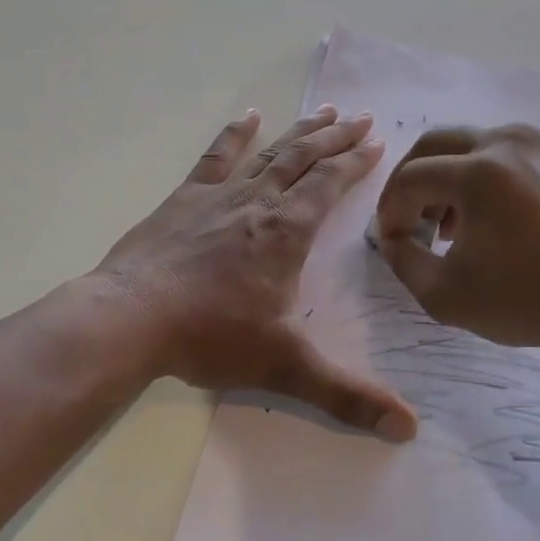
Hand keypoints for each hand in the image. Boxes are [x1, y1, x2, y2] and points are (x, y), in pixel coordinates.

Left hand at [99, 107, 417, 440]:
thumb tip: (409, 428)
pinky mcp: (184, 199)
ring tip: (325, 111)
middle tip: (362, 117)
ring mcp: (218, 196)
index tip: (378, 143)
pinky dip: (235, 135)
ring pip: (269, 153)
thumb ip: (347, 397)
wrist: (130, 318)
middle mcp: (259, 203)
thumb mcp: (285, 367)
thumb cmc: (210, 336)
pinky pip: (216, 158)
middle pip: (305, 159)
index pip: (330, 185)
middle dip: (337, 138)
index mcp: (287, 232)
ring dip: (299, 132)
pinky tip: (248, 117)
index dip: (356, 164)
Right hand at [373, 125, 539, 354]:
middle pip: (433, 146)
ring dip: (441, 178)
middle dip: (409, 183)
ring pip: (465, 146)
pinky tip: (475, 220)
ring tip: (440, 226)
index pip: (410, 178)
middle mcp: (505, 143)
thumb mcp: (444, 293)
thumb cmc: (526, 300)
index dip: (389, 210)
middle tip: (404, 221)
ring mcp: (534, 147)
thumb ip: (403, 260)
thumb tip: (392, 238)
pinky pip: (496, 155)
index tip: (388, 241)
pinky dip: (472, 178)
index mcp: (478, 171)